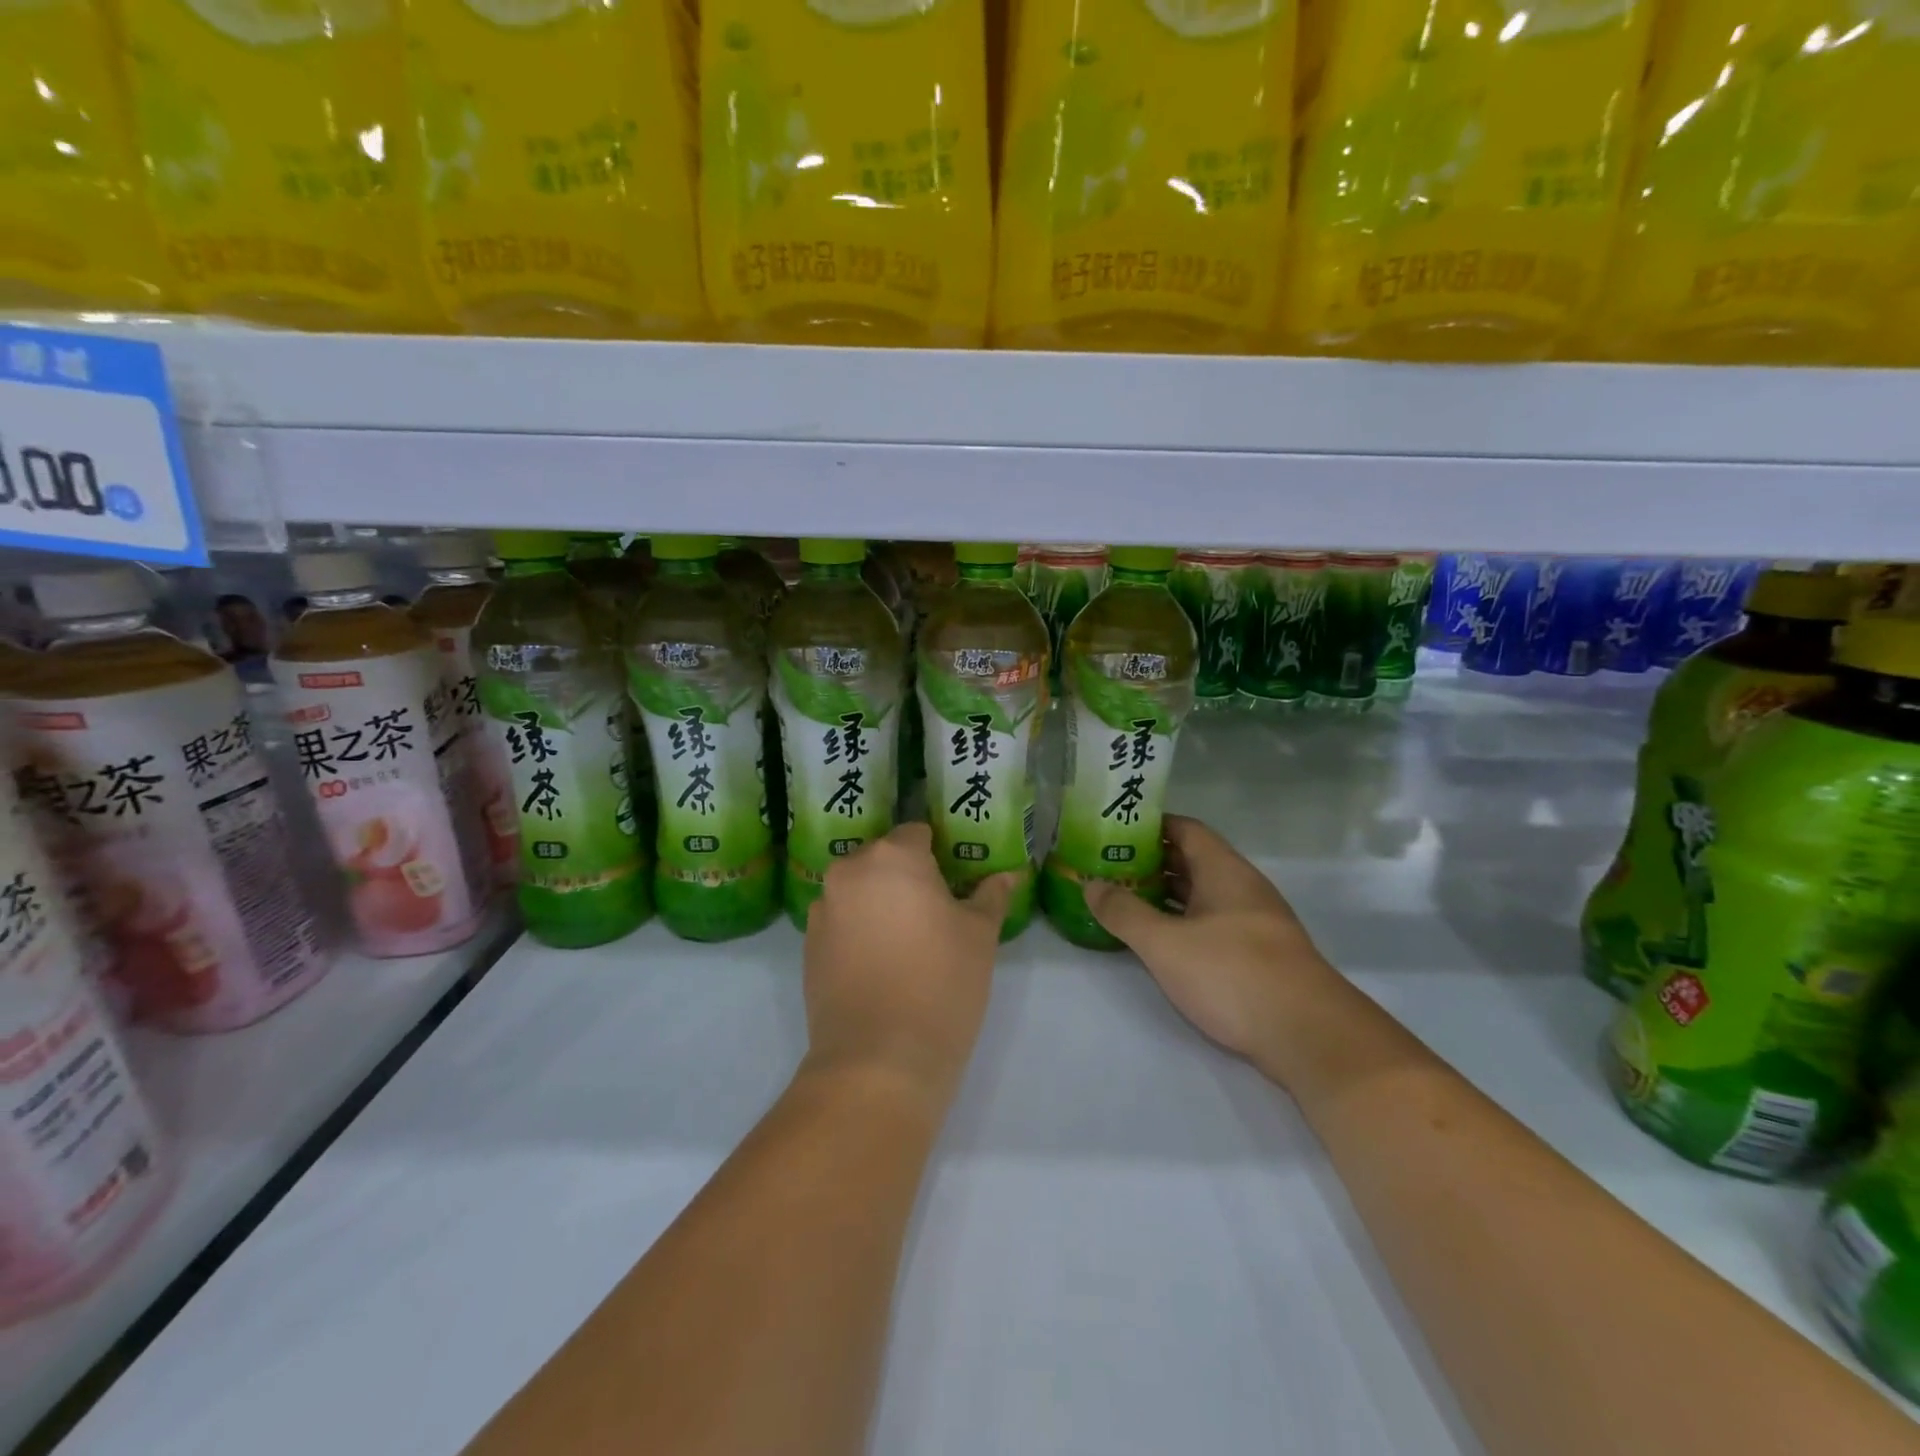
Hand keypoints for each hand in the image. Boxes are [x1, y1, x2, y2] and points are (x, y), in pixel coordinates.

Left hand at [800, 823, 1015, 1113]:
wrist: (878, 1060)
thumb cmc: (941, 984)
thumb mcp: (980, 936)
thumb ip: (991, 896)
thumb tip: (1008, 875)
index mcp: (893, 856)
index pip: (918, 833)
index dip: (940, 852)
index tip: (956, 880)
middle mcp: (850, 872)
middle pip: (884, 859)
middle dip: (907, 876)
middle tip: (937, 911)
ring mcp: (823, 909)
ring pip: (860, 890)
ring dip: (880, 902)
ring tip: (908, 941)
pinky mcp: (808, 946)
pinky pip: (841, 921)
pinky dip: (859, 930)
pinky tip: (881, 964)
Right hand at [1083, 815, 1340, 1082]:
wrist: (1308, 1035)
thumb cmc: (1232, 973)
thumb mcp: (1165, 943)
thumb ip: (1124, 912)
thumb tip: (1091, 884)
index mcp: (1223, 870)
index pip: (1186, 829)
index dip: (1151, 826)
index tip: (1115, 831)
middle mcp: (1242, 888)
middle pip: (1193, 861)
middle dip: (1151, 862)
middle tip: (1109, 868)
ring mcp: (1254, 922)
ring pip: (1202, 895)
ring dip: (1166, 895)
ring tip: (1124, 901)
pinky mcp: (1258, 956)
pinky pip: (1212, 924)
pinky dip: (1183, 923)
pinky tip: (1160, 941)